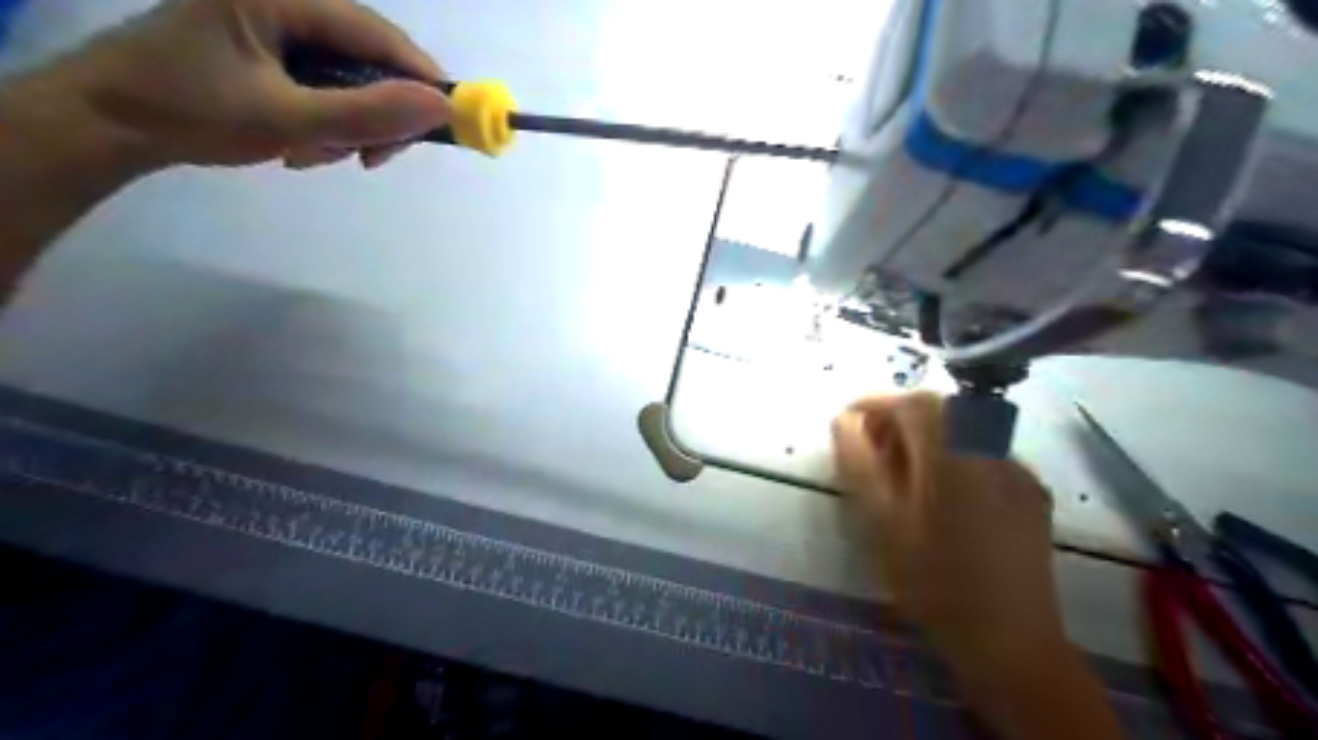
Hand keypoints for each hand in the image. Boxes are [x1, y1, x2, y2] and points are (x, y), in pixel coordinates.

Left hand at [50, 0, 449, 170]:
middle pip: (369, 60)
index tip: (446, 125)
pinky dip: (328, 124)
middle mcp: (285, 4)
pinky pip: (328, 89)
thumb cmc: (193, 113)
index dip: (421, 79)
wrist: (110, 124)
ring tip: (315, 155)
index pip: (378, 35)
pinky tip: (302, 145)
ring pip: (352, 81)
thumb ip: (369, 113)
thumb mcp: (290, 119)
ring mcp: (277, 29)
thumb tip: (441, 107)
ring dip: (350, 127)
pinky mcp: (272, 53)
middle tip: (370, 159)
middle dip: (376, 115)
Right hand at [831, 392, 1058, 664]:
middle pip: (941, 411)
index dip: (875, 404)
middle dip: (900, 418)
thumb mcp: (881, 520)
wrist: (1010, 641)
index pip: (911, 403)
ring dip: (927, 436)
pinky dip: (955, 457)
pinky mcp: (1031, 493)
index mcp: (953, 452)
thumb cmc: (933, 581)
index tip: (847, 420)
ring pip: (963, 430)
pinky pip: (984, 455)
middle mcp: (992, 449)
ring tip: (901, 472)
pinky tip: (943, 496)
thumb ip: (859, 461)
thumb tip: (845, 420)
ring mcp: (1017, 470)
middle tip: (870, 447)